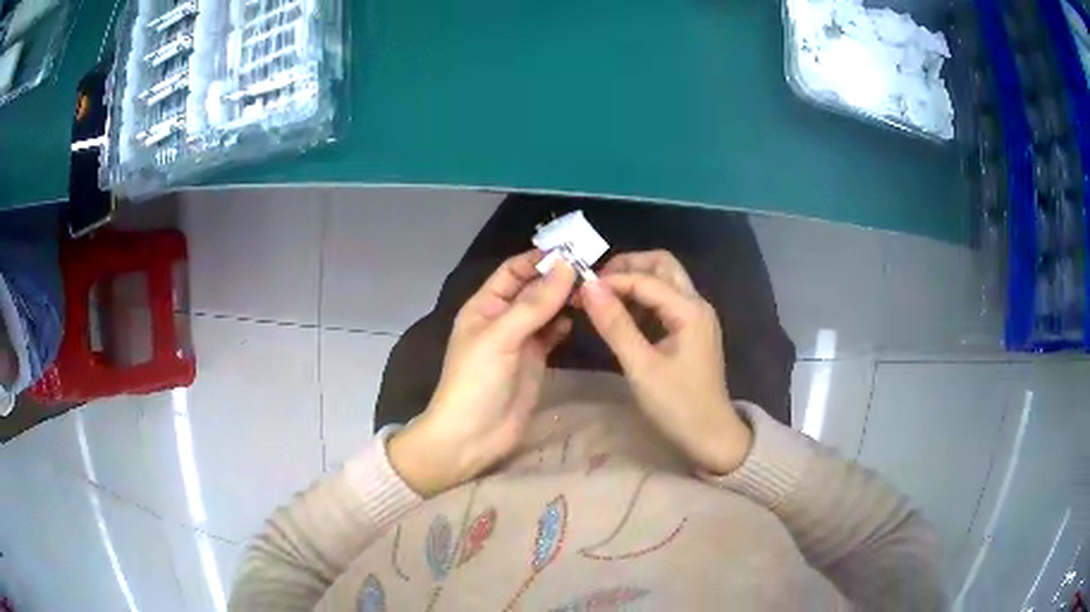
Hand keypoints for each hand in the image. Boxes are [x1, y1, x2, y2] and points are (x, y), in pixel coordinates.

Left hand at [390, 251, 575, 495]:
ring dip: (564, 299)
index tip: (573, 250)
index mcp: (485, 305)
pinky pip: (552, 334)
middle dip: (557, 277)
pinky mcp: (535, 360)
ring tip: (592, 291)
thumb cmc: (476, 382)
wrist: (472, 436)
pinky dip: (565, 324)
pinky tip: (579, 318)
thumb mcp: (500, 338)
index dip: (539, 258)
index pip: (513, 270)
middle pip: (533, 288)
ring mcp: (520, 340)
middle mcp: (503, 318)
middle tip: (593, 269)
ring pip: (546, 310)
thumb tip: (566, 265)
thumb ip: (534, 304)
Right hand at [580, 250, 752, 473]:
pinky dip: (643, 299)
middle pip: (662, 265)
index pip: (645, 279)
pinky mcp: (691, 330)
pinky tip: (623, 316)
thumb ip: (615, 325)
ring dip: (635, 280)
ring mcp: (696, 317)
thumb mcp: (641, 367)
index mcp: (689, 310)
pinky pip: (666, 301)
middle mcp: (697, 304)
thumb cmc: (677, 405)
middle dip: (628, 267)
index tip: (578, 290)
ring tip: (603, 298)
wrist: (711, 436)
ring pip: (665, 281)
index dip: (610, 281)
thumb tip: (588, 287)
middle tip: (596, 284)